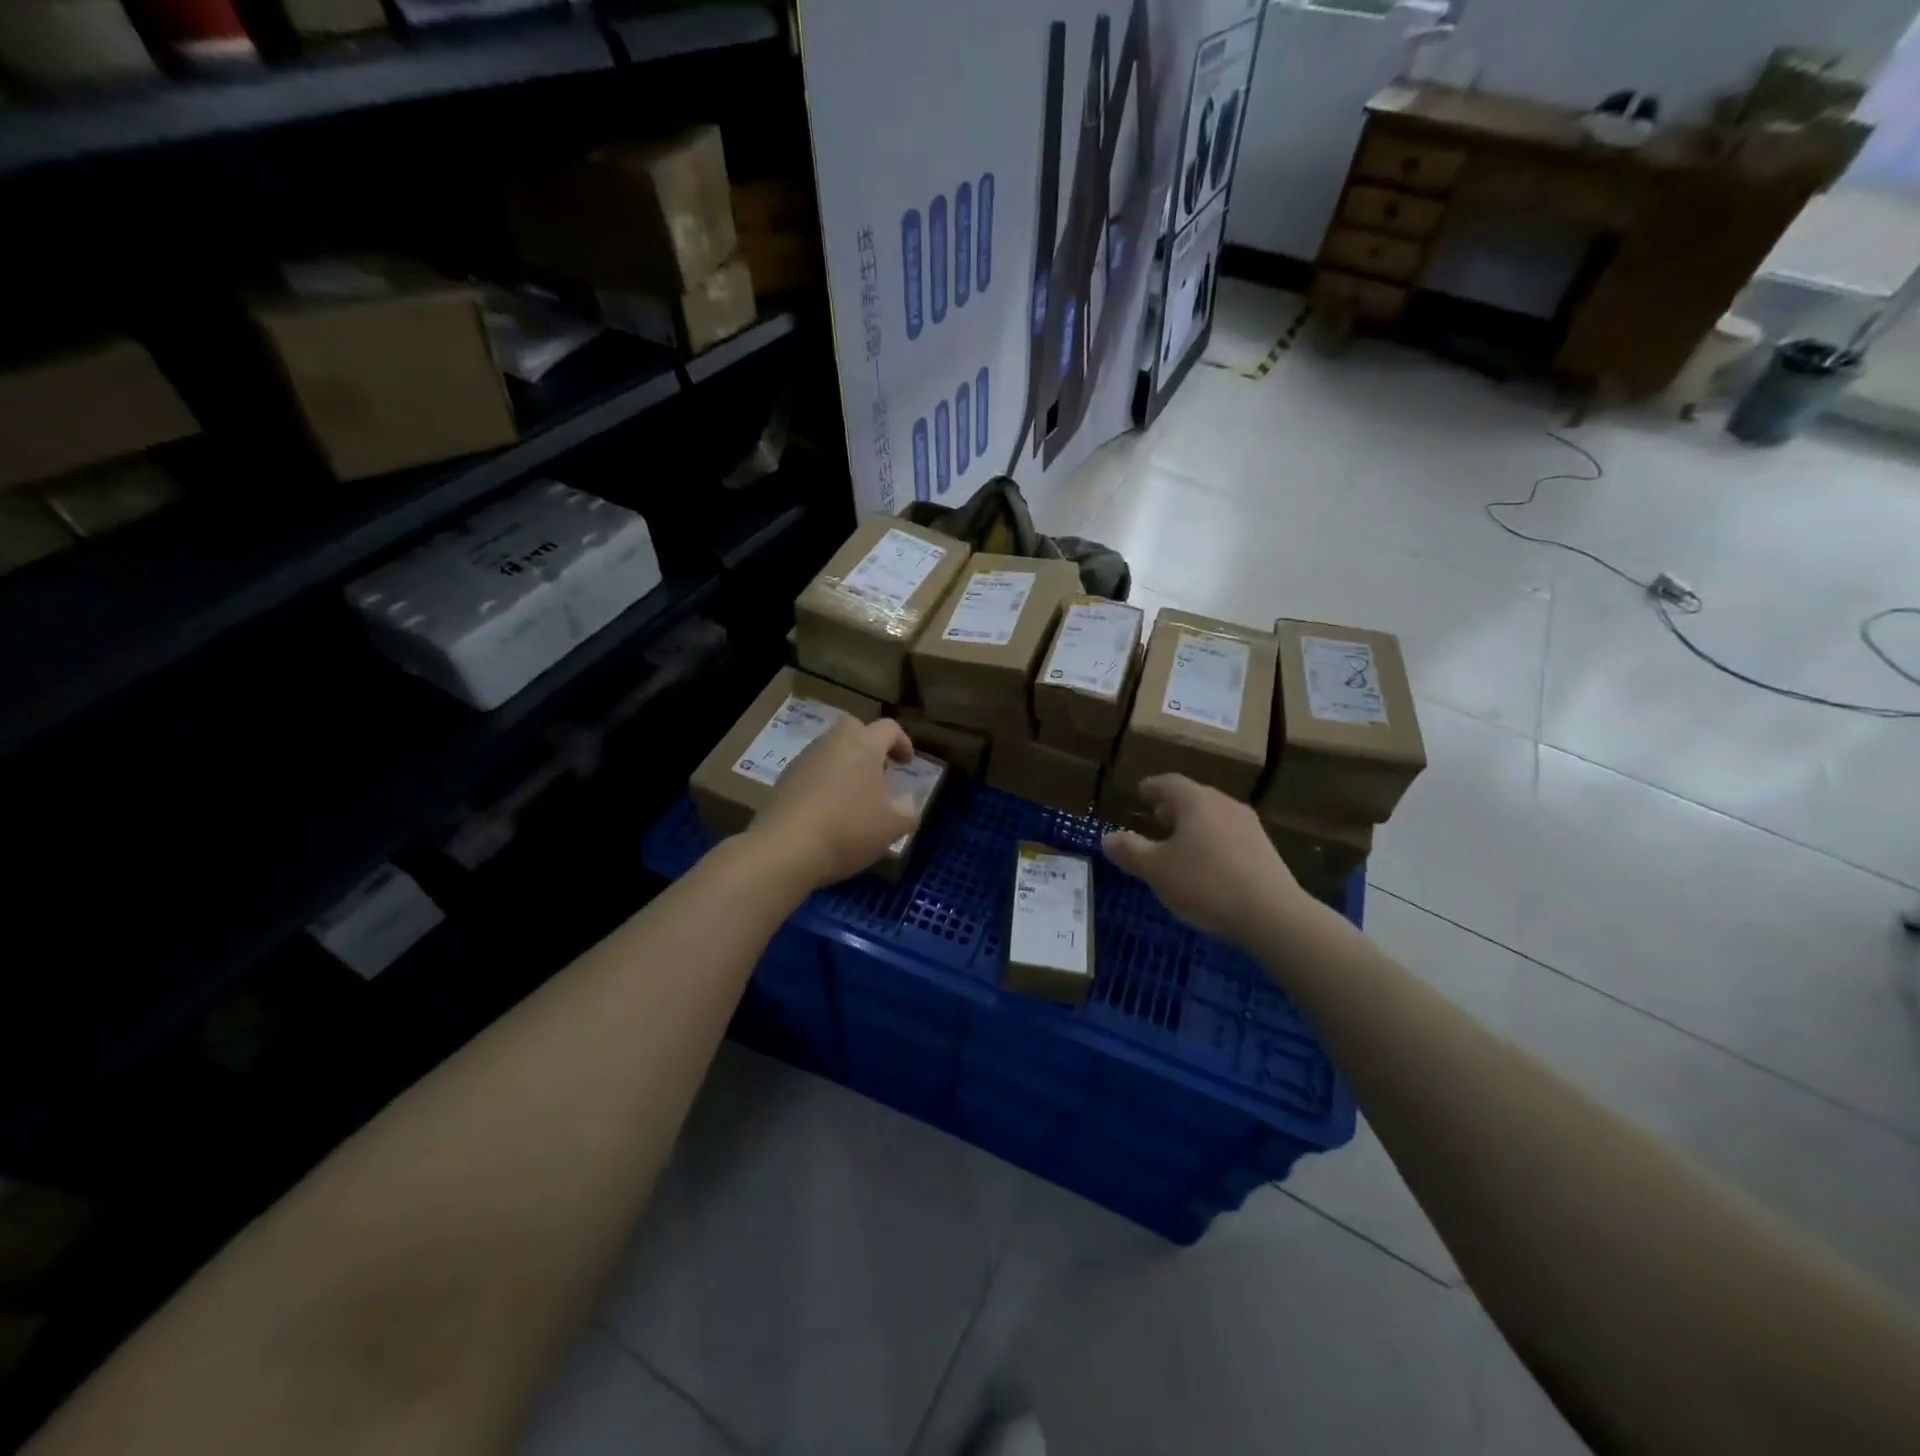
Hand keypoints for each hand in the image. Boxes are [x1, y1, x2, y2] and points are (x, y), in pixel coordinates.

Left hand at [750, 717, 920, 889]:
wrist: (785, 849)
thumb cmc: (848, 830)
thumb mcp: (891, 828)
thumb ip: (908, 813)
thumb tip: (908, 805)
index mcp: (864, 745)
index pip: (889, 728)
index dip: (903, 743)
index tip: (908, 764)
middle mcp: (833, 742)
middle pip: (855, 729)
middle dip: (869, 744)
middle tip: (879, 771)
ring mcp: (804, 758)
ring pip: (831, 749)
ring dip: (846, 764)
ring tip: (855, 796)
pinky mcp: (785, 778)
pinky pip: (813, 770)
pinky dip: (825, 781)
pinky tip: (829, 810)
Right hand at [1102, 775, 1308, 943]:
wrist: (1273, 915)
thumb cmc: (1205, 884)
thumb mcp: (1156, 870)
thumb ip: (1129, 851)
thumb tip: (1108, 837)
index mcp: (1195, 801)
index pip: (1168, 782)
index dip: (1151, 787)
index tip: (1140, 794)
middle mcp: (1224, 804)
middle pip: (1194, 797)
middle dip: (1172, 806)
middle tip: (1156, 818)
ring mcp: (1249, 826)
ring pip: (1213, 816)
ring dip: (1193, 825)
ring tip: (1179, 844)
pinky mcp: (1265, 850)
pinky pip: (1230, 836)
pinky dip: (1212, 841)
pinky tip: (1207, 866)